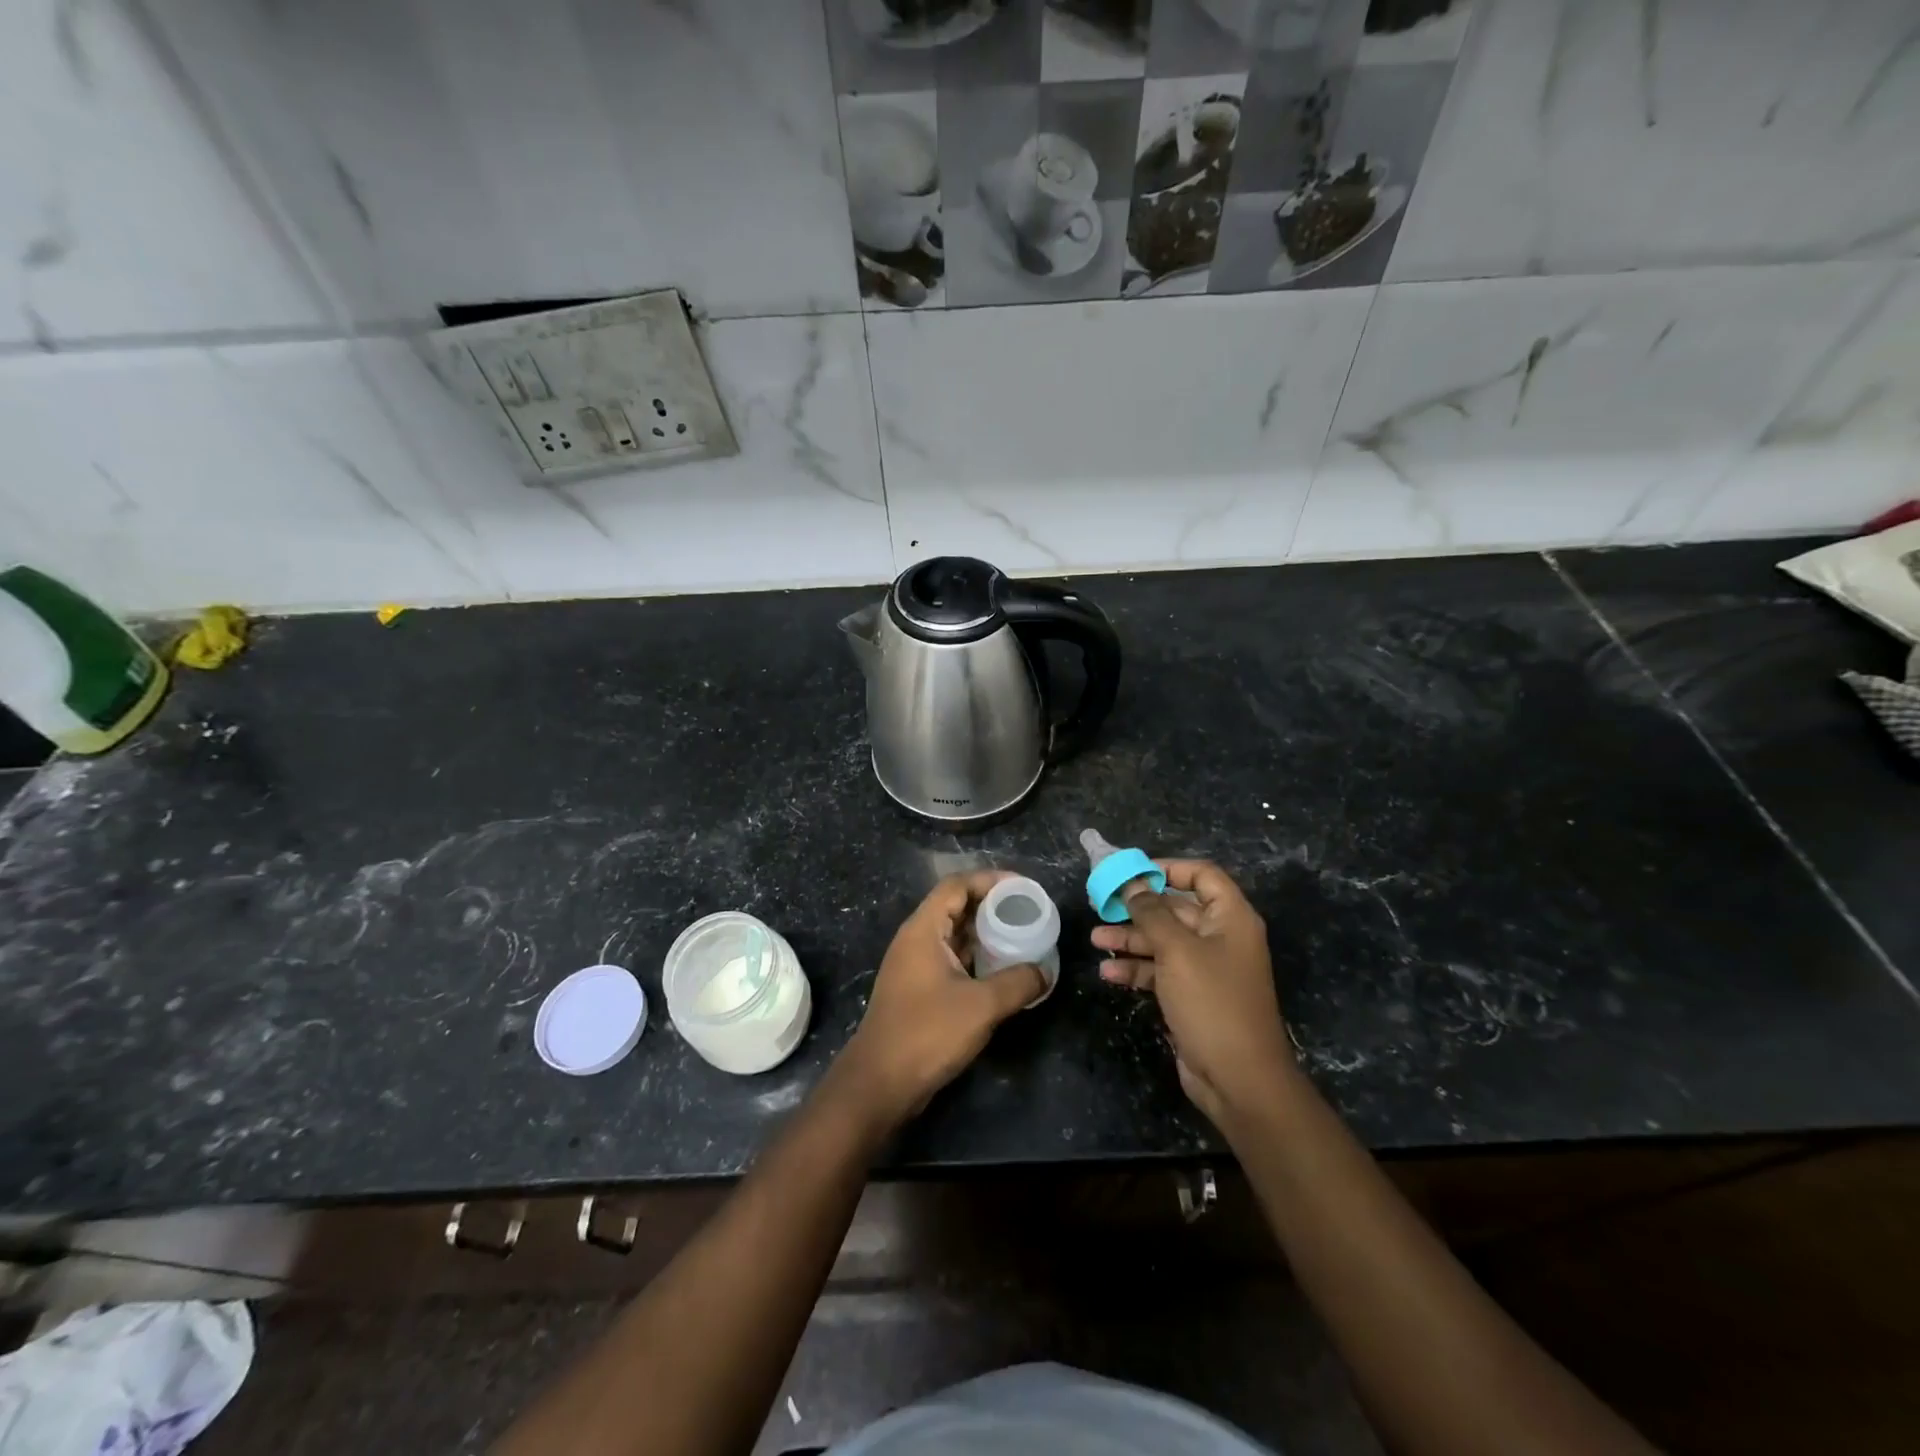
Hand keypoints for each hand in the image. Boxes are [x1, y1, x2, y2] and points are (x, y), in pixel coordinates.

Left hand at [837, 872, 1046, 1129]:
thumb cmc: (927, 1033)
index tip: (1023, 887)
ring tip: (1022, 937)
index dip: (990, 880)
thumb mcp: (981, 1006)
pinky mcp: (919, 990)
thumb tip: (1045, 971)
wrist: (880, 1083)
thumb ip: (1017, 983)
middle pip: (956, 907)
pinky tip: (1002, 970)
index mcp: (923, 930)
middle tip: (1028, 912)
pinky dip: (977, 958)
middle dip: (992, 906)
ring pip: (955, 936)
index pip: (957, 885)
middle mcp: (916, 940)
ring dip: (986, 934)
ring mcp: (915, 966)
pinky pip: (952, 960)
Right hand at [1091, 860, 1295, 1126]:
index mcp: (1230, 918)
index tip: (1132, 872)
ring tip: (1096, 939)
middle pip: (1175, 909)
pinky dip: (1136, 970)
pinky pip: (1160, 971)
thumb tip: (1132, 884)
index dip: (1168, 868)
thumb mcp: (1177, 950)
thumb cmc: (1212, 1002)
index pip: (1202, 875)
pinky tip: (1109, 974)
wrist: (1239, 1079)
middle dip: (1138, 907)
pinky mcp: (1192, 996)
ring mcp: (1206, 969)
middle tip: (1100, 903)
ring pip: (1163, 941)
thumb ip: (1151, 913)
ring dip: (1130, 939)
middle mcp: (1220, 938)